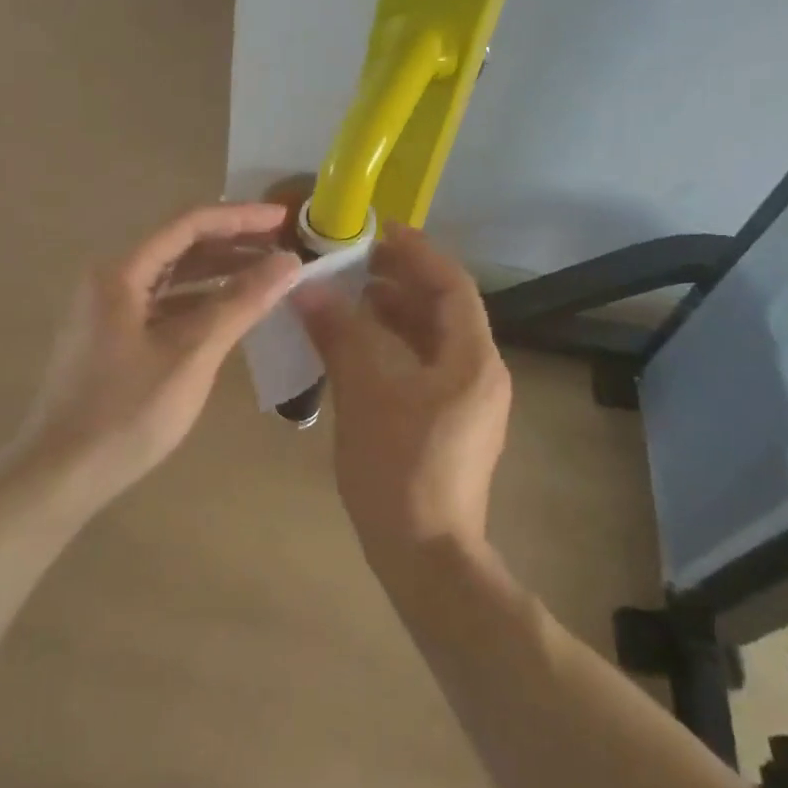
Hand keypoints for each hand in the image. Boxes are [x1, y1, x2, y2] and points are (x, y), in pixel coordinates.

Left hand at [18, 202, 301, 501]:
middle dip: (233, 244)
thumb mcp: (191, 355)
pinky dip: (199, 304)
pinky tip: (230, 312)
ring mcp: (108, 312)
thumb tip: (288, 262)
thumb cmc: (127, 412)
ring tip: (267, 275)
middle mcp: (110, 281)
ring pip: (172, 279)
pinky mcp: (113, 340)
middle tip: (283, 248)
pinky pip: (163, 306)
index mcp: (121, 273)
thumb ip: (240, 303)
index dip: (240, 218)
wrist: (61, 473)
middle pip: (179, 247)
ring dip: (218, 274)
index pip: (188, 224)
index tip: (285, 220)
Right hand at [295, 222, 511, 562]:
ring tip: (346, 301)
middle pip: (441, 310)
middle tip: (349, 264)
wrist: (425, 555)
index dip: (414, 251)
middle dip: (397, 282)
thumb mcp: (365, 392)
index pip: (450, 284)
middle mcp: (479, 373)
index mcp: (471, 358)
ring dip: (390, 316)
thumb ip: (340, 334)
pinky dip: (390, 350)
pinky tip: (353, 351)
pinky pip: (420, 369)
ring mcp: (466, 402)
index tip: (373, 231)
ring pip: (429, 341)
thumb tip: (308, 289)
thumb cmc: (399, 468)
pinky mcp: (448, 425)